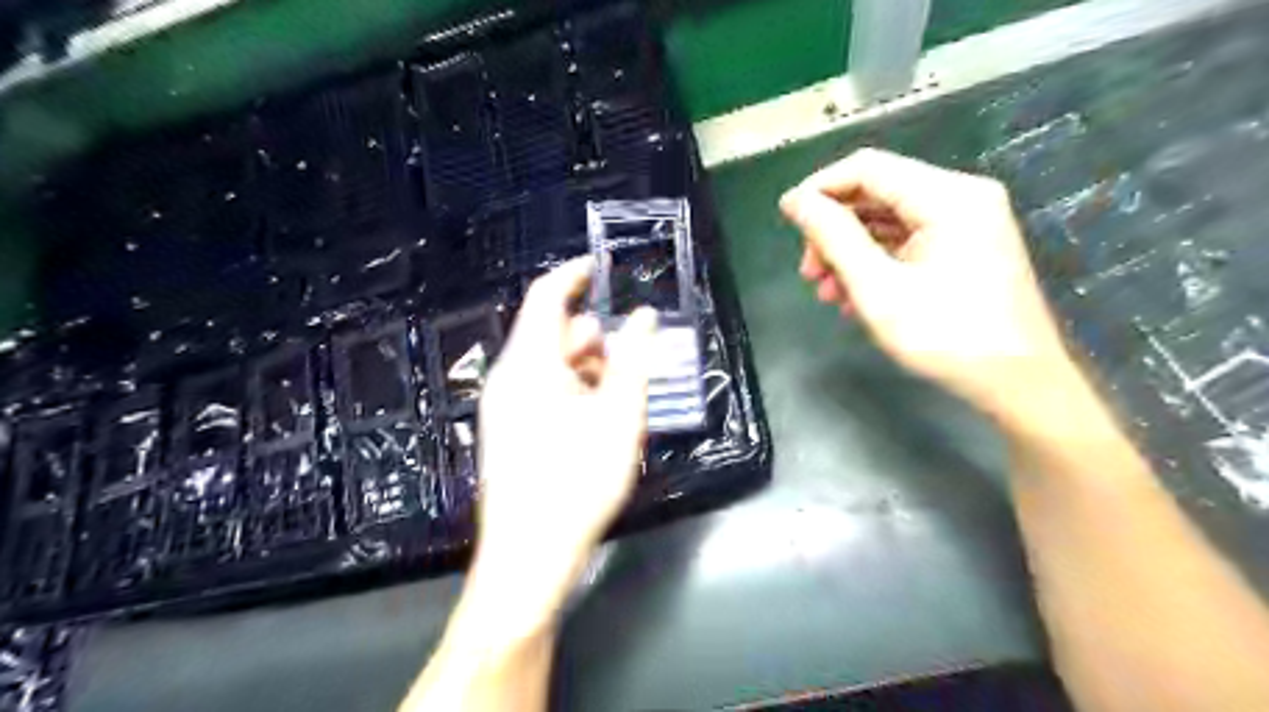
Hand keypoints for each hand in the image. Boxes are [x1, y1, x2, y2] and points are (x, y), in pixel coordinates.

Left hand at [471, 257, 660, 632]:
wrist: (529, 555)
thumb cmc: (578, 480)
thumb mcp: (619, 416)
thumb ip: (633, 360)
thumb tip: (644, 317)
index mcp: (529, 364)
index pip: (546, 298)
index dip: (573, 275)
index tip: (600, 267)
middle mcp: (508, 378)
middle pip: (548, 334)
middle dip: (590, 334)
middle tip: (628, 349)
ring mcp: (503, 406)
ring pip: (546, 365)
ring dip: (584, 364)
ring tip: (620, 388)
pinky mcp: (507, 431)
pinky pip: (539, 390)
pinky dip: (570, 388)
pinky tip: (597, 415)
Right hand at [786, 149, 1069, 417]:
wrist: (1018, 383)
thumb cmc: (946, 336)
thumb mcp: (878, 287)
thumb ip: (834, 238)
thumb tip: (796, 201)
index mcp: (947, 196)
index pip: (867, 168)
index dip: (819, 188)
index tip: (786, 218)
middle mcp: (960, 197)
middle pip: (877, 194)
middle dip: (834, 230)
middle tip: (808, 271)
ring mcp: (965, 223)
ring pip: (888, 221)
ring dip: (850, 252)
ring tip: (827, 292)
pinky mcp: (964, 248)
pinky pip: (907, 242)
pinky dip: (875, 263)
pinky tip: (855, 297)